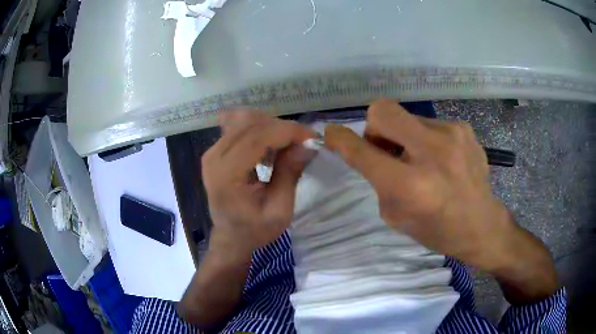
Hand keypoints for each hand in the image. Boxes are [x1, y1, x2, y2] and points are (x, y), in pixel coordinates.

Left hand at [202, 110, 316, 252]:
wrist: (231, 237)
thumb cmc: (255, 230)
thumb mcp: (279, 210)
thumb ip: (290, 174)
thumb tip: (308, 144)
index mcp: (226, 175)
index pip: (257, 137)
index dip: (287, 131)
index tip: (312, 137)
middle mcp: (214, 156)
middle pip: (251, 124)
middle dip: (282, 128)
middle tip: (304, 142)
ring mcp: (212, 151)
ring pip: (245, 121)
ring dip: (272, 127)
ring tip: (289, 144)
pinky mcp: (215, 150)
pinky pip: (238, 127)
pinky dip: (259, 129)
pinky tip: (271, 142)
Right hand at [324, 100, 523, 271]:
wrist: (481, 225)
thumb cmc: (436, 229)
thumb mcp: (396, 215)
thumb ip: (377, 179)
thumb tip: (369, 150)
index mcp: (410, 185)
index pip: (362, 151)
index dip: (340, 139)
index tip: (331, 133)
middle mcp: (432, 152)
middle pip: (383, 110)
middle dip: (375, 127)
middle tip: (386, 149)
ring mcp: (452, 134)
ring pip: (407, 116)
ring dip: (404, 136)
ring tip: (420, 159)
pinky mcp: (464, 128)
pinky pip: (428, 123)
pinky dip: (425, 138)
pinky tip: (439, 158)